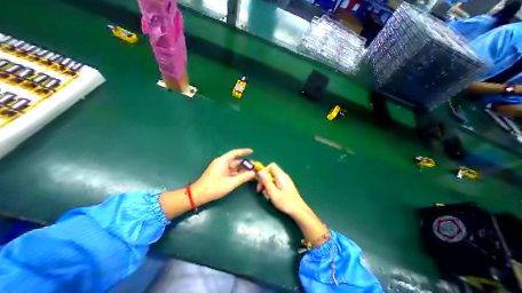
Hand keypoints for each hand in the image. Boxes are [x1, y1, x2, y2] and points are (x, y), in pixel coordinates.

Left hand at [193, 149, 256, 203]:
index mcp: (223, 161)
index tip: (252, 151)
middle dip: (245, 164)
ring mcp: (221, 169)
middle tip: (255, 167)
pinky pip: (231, 172)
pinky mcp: (220, 174)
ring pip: (234, 167)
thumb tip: (253, 173)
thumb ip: (243, 177)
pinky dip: (237, 174)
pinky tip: (244, 176)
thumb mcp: (230, 183)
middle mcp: (222, 163)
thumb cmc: (214, 187)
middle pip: (236, 161)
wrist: (198, 195)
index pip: (235, 153)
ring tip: (252, 172)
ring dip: (242, 170)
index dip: (244, 152)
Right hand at [256, 164, 324, 243]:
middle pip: (271, 173)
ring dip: (267, 186)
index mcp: (281, 176)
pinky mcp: (286, 186)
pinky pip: (276, 183)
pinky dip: (272, 188)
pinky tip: (272, 196)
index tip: (260, 180)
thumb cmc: (286, 202)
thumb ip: (266, 182)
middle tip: (260, 190)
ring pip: (273, 179)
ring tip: (267, 195)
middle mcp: (284, 176)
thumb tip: (260, 172)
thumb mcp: (273, 192)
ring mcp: (285, 181)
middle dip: (264, 180)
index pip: (272, 166)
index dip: (264, 170)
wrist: (298, 210)